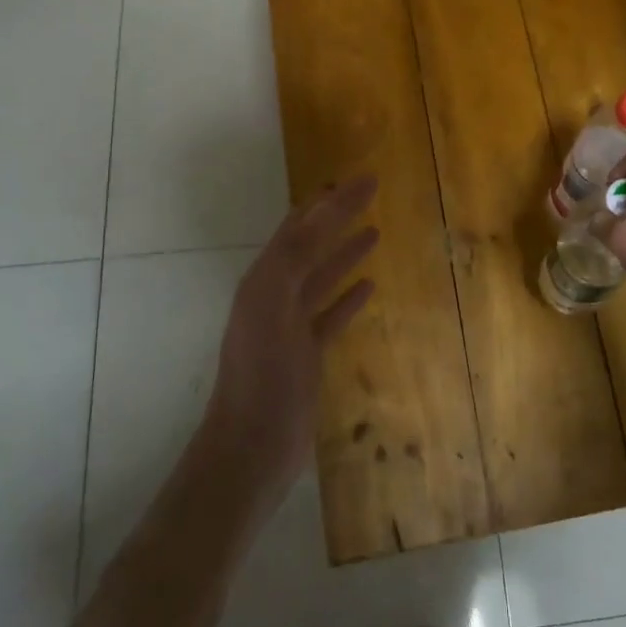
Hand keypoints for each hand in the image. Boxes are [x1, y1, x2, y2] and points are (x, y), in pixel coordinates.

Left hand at [204, 176, 379, 506]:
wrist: (251, 448)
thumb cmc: (262, 376)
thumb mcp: (272, 307)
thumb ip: (293, 257)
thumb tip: (319, 207)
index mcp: (264, 280)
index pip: (301, 227)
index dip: (329, 201)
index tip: (362, 178)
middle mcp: (274, 296)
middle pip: (312, 246)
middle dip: (339, 218)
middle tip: (372, 193)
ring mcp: (290, 326)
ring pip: (322, 278)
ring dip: (344, 253)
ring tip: (374, 231)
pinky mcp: (306, 354)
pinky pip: (331, 314)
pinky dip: (348, 297)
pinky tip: (369, 286)